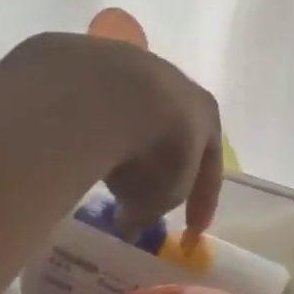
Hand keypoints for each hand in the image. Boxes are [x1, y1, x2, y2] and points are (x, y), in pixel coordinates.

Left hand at [0, 32, 224, 236]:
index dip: (203, 200)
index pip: (211, 164)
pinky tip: (82, 142)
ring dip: (127, 139)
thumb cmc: (153, 150)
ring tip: (107, 166)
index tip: (192, 231)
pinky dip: (96, 126)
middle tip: (146, 191)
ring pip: (136, 111)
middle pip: (175, 128)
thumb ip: (152, 210)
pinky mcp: (98, 61)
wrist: (108, 95)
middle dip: (163, 161)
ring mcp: (137, 67)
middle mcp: (178, 85)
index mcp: (206, 115)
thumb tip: (130, 220)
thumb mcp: (160, 196)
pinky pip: (100, 103)